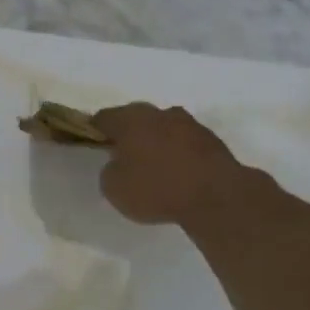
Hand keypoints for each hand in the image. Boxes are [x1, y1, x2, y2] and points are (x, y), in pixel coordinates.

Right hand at [91, 102, 243, 224]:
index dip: (93, 130)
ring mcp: (189, 124)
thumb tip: (119, 163)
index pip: (103, 117)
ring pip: (162, 128)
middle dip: (128, 134)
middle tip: (122, 156)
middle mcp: (159, 113)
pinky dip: (176, 154)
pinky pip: (184, 143)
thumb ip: (110, 170)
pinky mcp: (212, 140)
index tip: (92, 144)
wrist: (216, 196)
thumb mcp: (114, 188)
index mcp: (130, 119)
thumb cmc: (156, 188)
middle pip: (135, 119)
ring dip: (155, 142)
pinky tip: (175, 174)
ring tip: (151, 166)